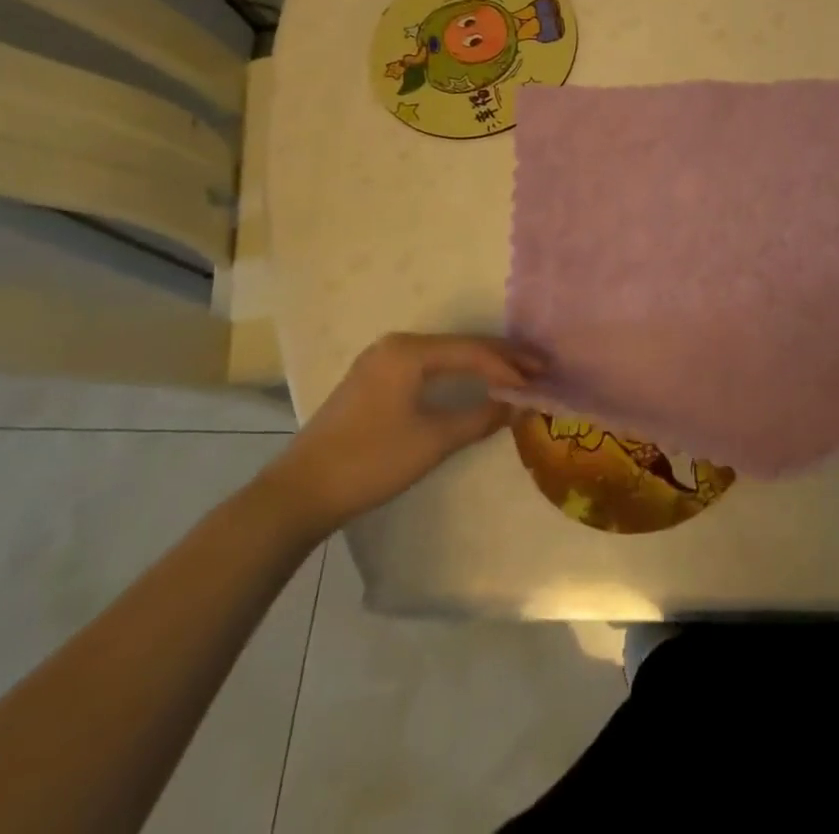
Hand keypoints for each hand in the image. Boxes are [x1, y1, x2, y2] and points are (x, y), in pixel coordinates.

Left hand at [259, 333, 531, 537]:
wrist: (299, 494)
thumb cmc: (370, 461)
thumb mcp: (433, 441)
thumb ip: (480, 417)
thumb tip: (518, 405)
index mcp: (408, 350)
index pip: (472, 351)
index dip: (509, 367)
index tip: (539, 381)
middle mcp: (396, 345)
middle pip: (460, 347)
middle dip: (501, 360)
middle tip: (538, 369)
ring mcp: (381, 361)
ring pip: (444, 356)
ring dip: (480, 367)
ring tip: (515, 376)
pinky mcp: (374, 381)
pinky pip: (427, 368)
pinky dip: (456, 375)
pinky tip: (475, 384)